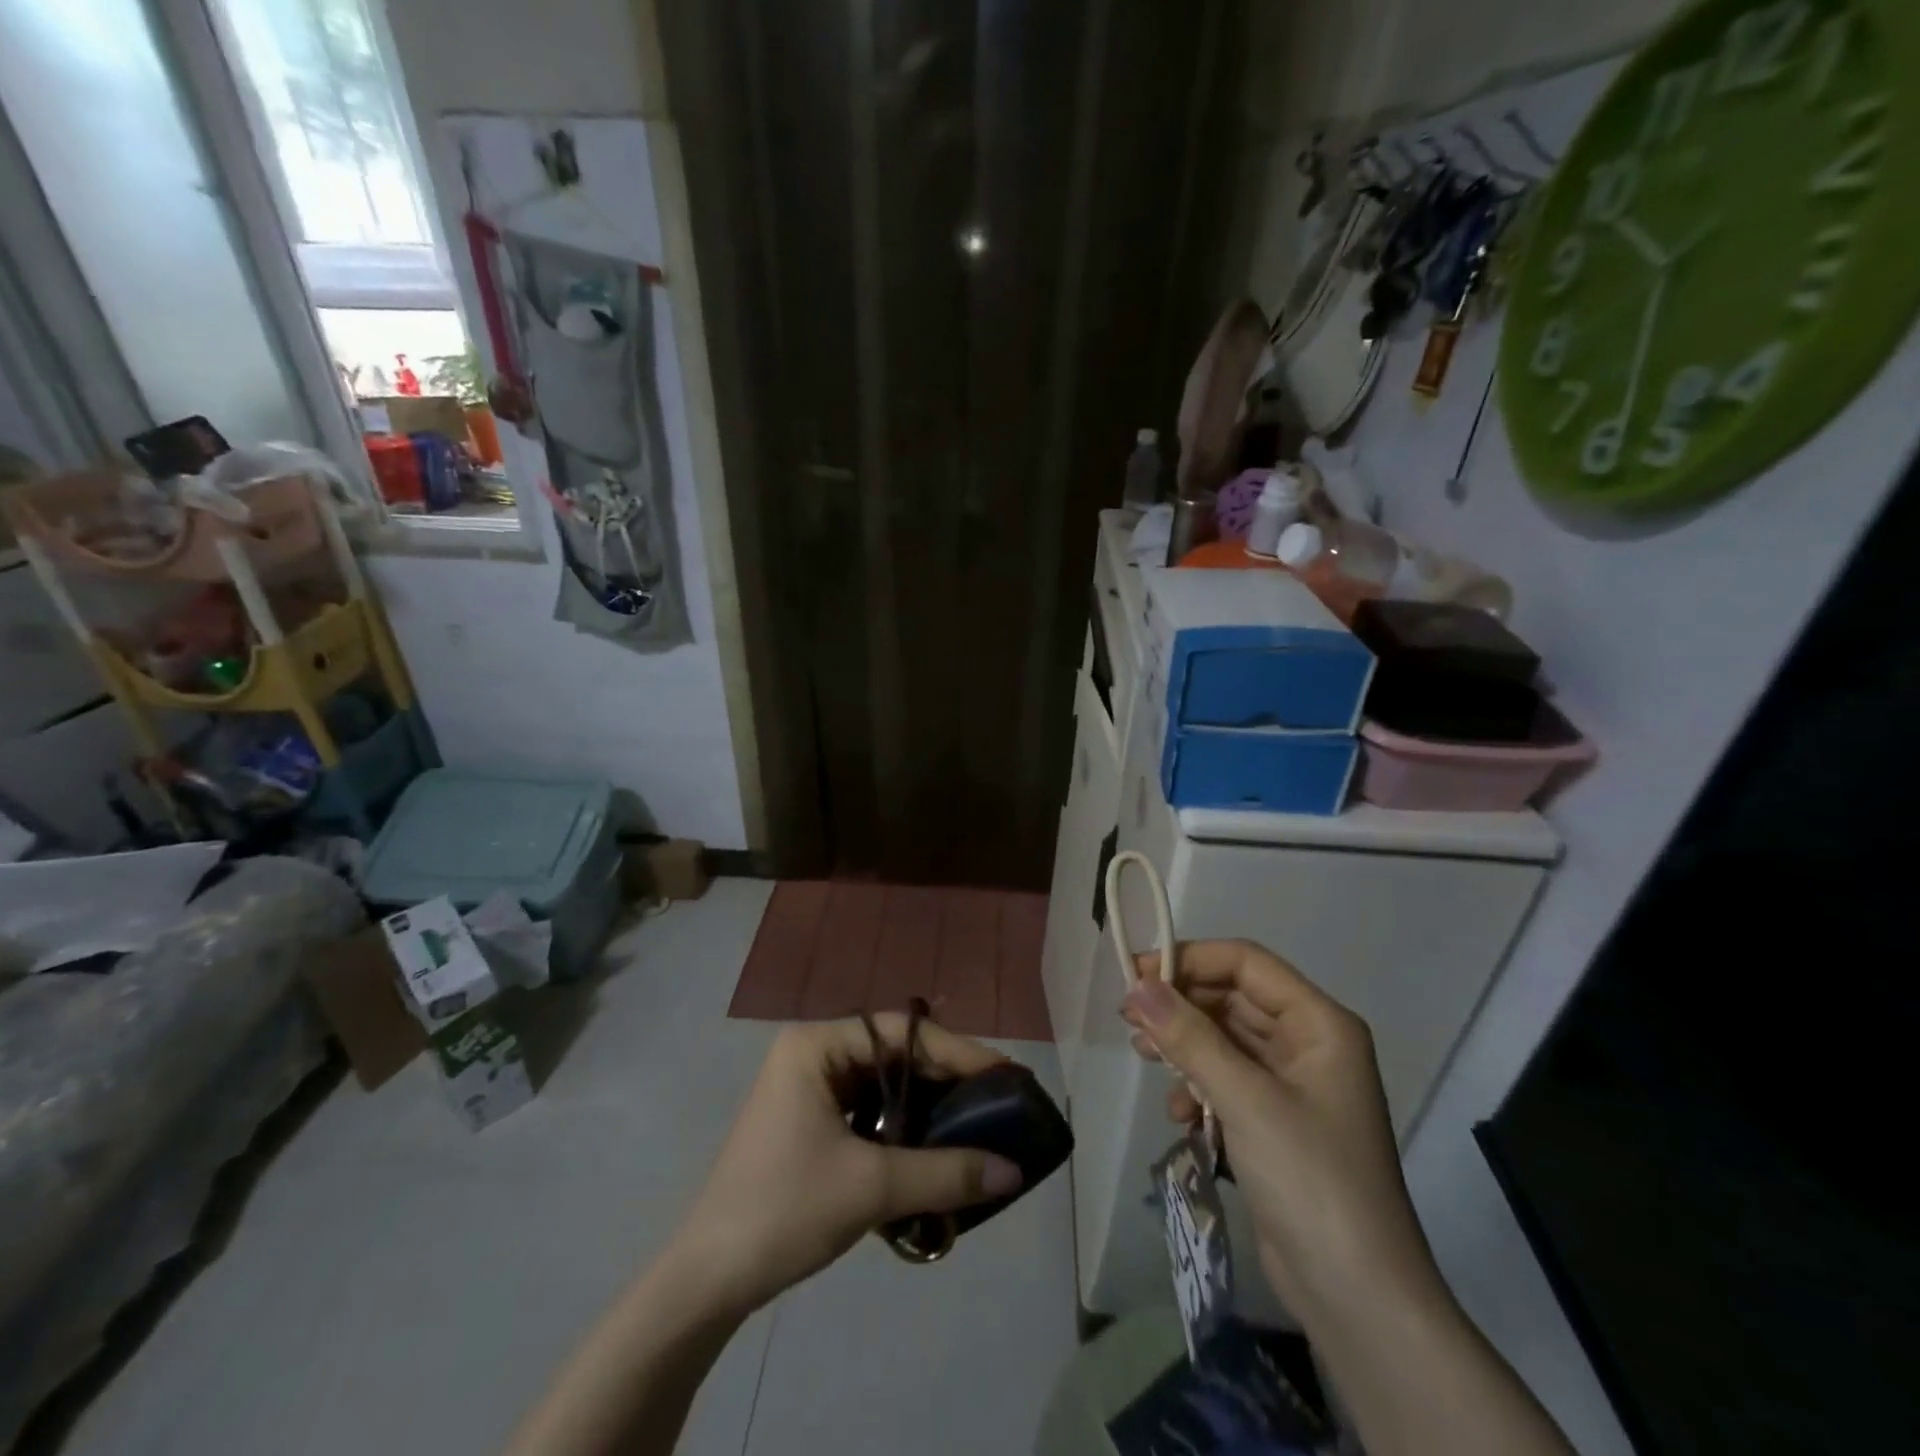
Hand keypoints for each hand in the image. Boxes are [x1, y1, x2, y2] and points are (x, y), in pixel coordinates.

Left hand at [673, 1017, 1023, 1312]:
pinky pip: (868, 1111)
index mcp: (816, 1045)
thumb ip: (945, 1173)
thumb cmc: (784, 1210)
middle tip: (998, 1099)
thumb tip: (1013, 1170)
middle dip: (945, 1079)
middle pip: (894, 1054)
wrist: (707, 1280)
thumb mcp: (871, 1187)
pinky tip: (933, 1148)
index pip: (901, 1032)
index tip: (1005, 1074)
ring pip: (883, 1084)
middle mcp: (812, 1054)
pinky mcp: (809, 1122)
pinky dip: (902, 1127)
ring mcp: (807, 1088)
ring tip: (976, 1122)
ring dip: (926, 1105)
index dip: (958, 1051)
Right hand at [1121, 941, 1443, 1325]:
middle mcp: (1308, 1044)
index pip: (1246, 963)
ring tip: (1142, 1055)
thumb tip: (1137, 986)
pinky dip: (1197, 1087)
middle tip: (1129, 1018)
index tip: (1137, 974)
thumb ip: (1189, 1037)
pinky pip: (1226, 1080)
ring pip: (1225, 1039)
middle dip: (1180, 1004)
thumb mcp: (1245, 1100)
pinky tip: (1178, 1114)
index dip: (1190, 959)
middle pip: (1232, 998)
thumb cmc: (1310, 1179)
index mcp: (1319, 1024)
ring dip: (1183, 1044)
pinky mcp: (1274, 1122)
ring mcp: (1292, 1086)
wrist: (1358, 1298)